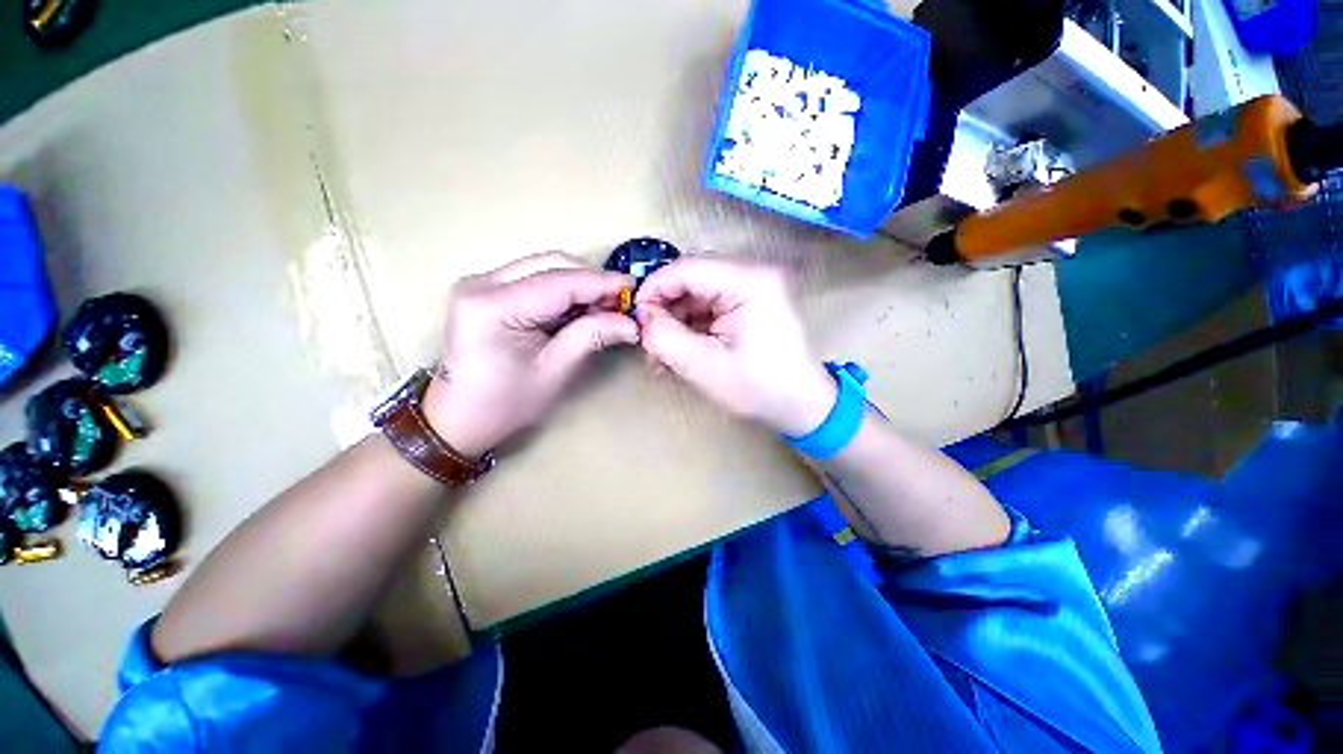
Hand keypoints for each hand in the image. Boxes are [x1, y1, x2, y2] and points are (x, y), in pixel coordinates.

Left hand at [423, 252, 636, 457]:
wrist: (457, 418)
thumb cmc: (505, 404)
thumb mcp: (554, 372)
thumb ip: (591, 337)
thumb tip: (630, 323)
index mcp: (492, 306)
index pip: (559, 282)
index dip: (600, 283)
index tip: (633, 289)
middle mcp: (481, 283)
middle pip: (550, 264)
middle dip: (590, 281)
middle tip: (619, 304)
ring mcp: (480, 283)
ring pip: (544, 267)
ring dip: (578, 284)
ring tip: (603, 309)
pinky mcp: (486, 290)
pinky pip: (534, 278)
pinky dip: (562, 290)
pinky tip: (579, 309)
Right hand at [636, 257, 835, 435]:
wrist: (802, 407)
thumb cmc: (759, 388)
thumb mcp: (704, 366)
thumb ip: (665, 337)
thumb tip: (642, 317)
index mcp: (748, 281)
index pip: (686, 269)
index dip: (653, 290)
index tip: (635, 319)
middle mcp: (752, 275)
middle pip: (691, 281)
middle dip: (664, 312)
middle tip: (648, 343)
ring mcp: (752, 289)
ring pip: (697, 297)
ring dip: (675, 324)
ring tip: (662, 357)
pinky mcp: (749, 305)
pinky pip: (709, 309)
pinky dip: (691, 329)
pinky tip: (679, 354)